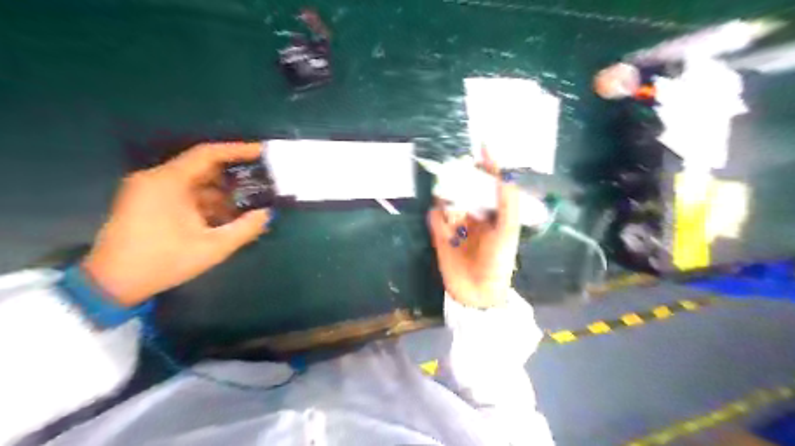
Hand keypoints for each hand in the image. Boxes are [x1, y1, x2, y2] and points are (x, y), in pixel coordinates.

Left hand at [83, 142, 272, 306]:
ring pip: (195, 182)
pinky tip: (225, 216)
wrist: (113, 284)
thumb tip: (267, 213)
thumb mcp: (213, 247)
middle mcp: (156, 179)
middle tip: (261, 182)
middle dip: (233, 176)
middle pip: (202, 168)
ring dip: (221, 192)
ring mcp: (149, 190)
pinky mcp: (148, 202)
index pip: (207, 154)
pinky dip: (206, 202)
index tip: (261, 152)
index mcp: (168, 182)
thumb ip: (245, 229)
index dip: (237, 150)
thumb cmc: (164, 261)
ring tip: (249, 203)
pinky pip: (184, 194)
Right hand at [428, 154, 521, 305]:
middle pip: (467, 189)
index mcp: (494, 214)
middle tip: (457, 166)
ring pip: (449, 201)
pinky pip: (435, 219)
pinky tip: (441, 218)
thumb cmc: (498, 261)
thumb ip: (508, 203)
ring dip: (447, 195)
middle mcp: (476, 216)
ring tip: (449, 193)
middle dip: (463, 177)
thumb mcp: (508, 231)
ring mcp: (457, 226)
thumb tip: (506, 173)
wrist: (478, 293)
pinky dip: (436, 216)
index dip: (489, 166)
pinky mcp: (441, 237)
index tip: (483, 146)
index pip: (491, 184)